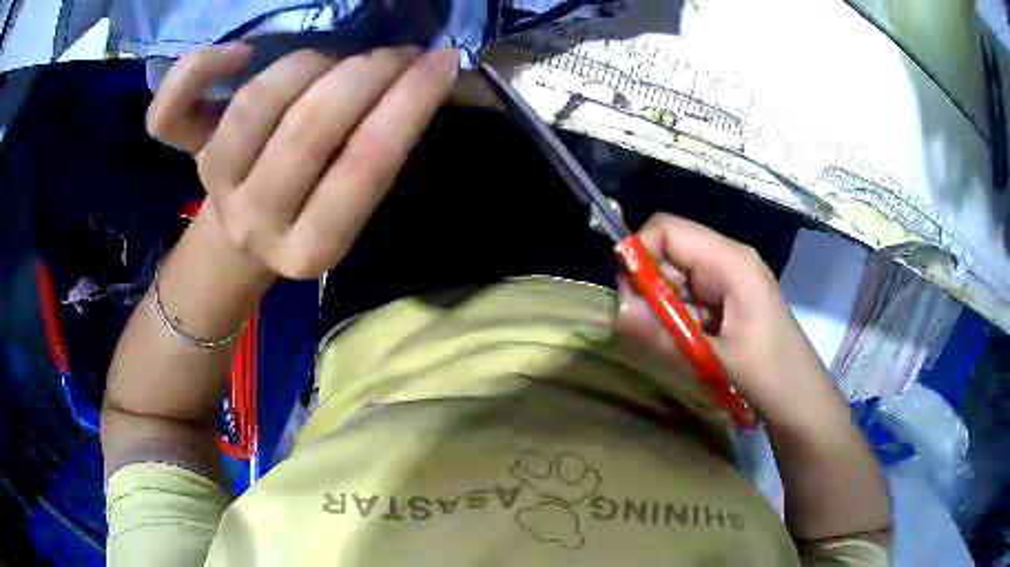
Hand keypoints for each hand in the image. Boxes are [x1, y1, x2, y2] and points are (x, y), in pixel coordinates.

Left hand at [146, 43, 459, 277]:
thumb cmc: (308, 215)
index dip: (409, 102)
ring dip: (305, 66)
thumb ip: (379, 155)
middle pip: (307, 131)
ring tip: (330, 59)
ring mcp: (214, 184)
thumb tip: (423, 79)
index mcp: (310, 248)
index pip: (365, 167)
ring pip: (252, 107)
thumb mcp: (351, 210)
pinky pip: (167, 114)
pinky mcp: (186, 155)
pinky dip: (197, 70)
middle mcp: (256, 222)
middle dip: (364, 75)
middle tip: (393, 53)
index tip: (440, 60)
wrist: (241, 235)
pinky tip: (239, 54)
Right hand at [615, 213, 843, 425]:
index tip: (630, 298)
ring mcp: (727, 281)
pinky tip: (690, 346)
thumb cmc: (768, 375)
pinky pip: (687, 298)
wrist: (800, 400)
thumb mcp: (714, 359)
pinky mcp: (726, 301)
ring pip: (675, 278)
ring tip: (677, 345)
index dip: (640, 253)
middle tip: (649, 329)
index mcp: (730, 261)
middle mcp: (727, 260)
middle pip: (669, 251)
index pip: (667, 229)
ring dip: (664, 309)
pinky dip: (677, 320)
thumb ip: (663, 334)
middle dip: (649, 287)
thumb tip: (616, 310)